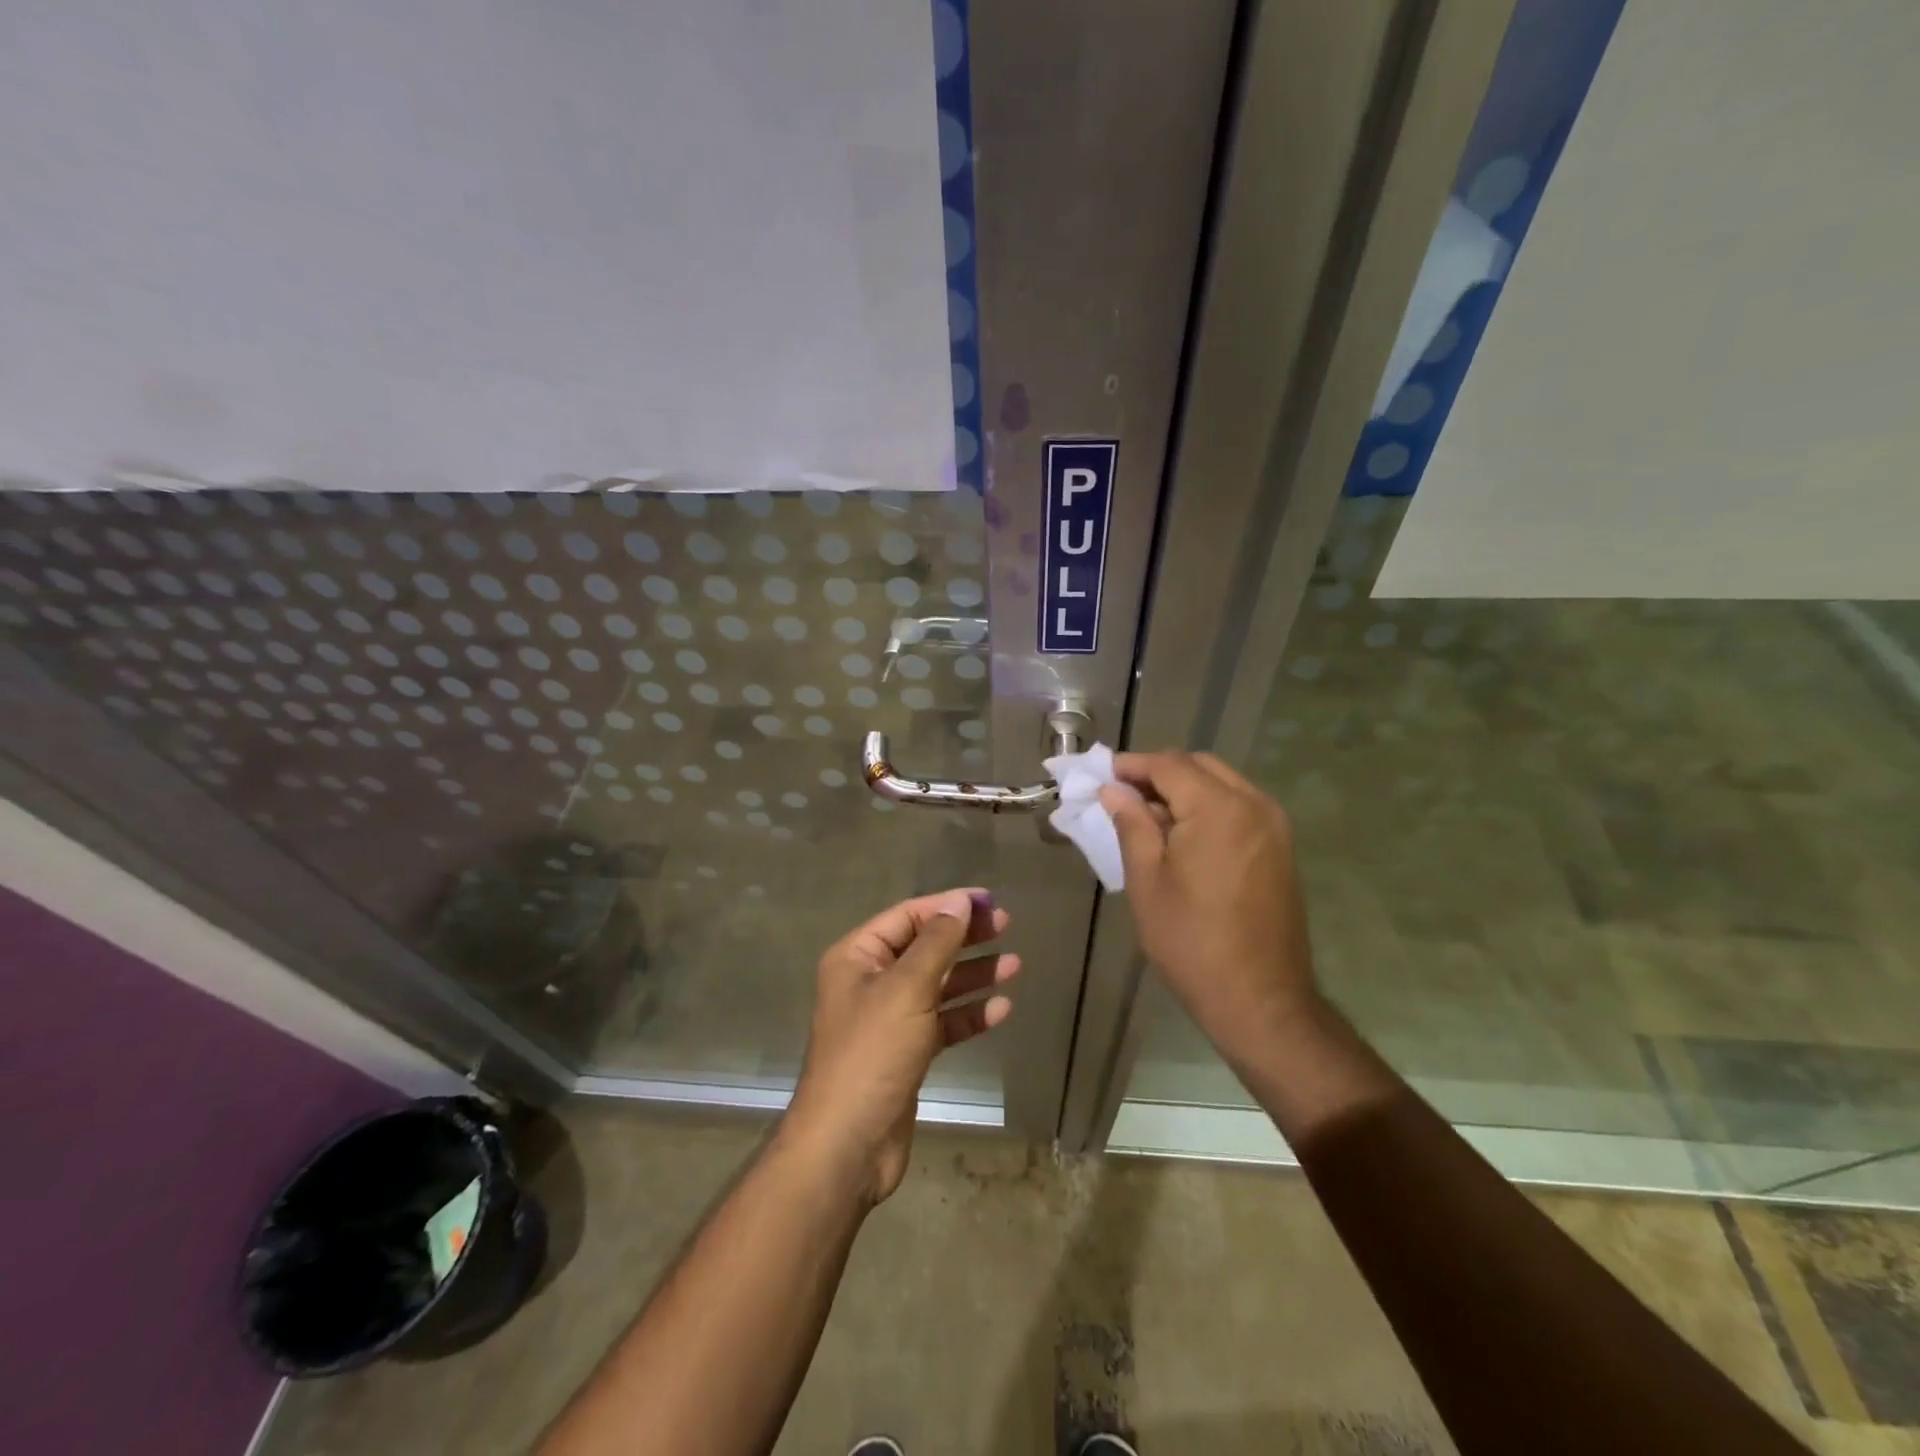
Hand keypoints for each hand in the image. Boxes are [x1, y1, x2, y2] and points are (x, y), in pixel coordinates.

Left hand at [784, 888, 1019, 1205]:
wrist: (848, 1144)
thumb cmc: (872, 1053)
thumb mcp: (906, 988)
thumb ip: (936, 942)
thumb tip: (959, 901)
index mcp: (857, 957)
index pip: (908, 916)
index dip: (947, 905)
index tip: (988, 900)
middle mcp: (870, 982)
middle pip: (925, 948)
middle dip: (964, 937)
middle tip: (1005, 926)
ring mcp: (889, 1019)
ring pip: (937, 986)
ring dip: (973, 975)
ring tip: (1015, 965)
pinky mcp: (906, 1052)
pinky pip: (942, 1022)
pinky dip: (969, 1014)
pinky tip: (1001, 1008)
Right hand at [1099, 751, 1320, 1070]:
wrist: (1261, 1000)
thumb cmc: (1192, 942)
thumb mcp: (1147, 881)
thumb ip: (1131, 825)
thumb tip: (1114, 791)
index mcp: (1219, 808)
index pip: (1169, 765)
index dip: (1131, 766)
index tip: (1101, 777)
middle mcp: (1254, 804)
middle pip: (1199, 766)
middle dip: (1158, 773)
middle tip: (1122, 797)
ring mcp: (1274, 826)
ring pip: (1222, 784)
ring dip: (1184, 789)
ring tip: (1148, 817)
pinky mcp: (1281, 848)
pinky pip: (1239, 807)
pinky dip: (1207, 807)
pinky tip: (1182, 836)